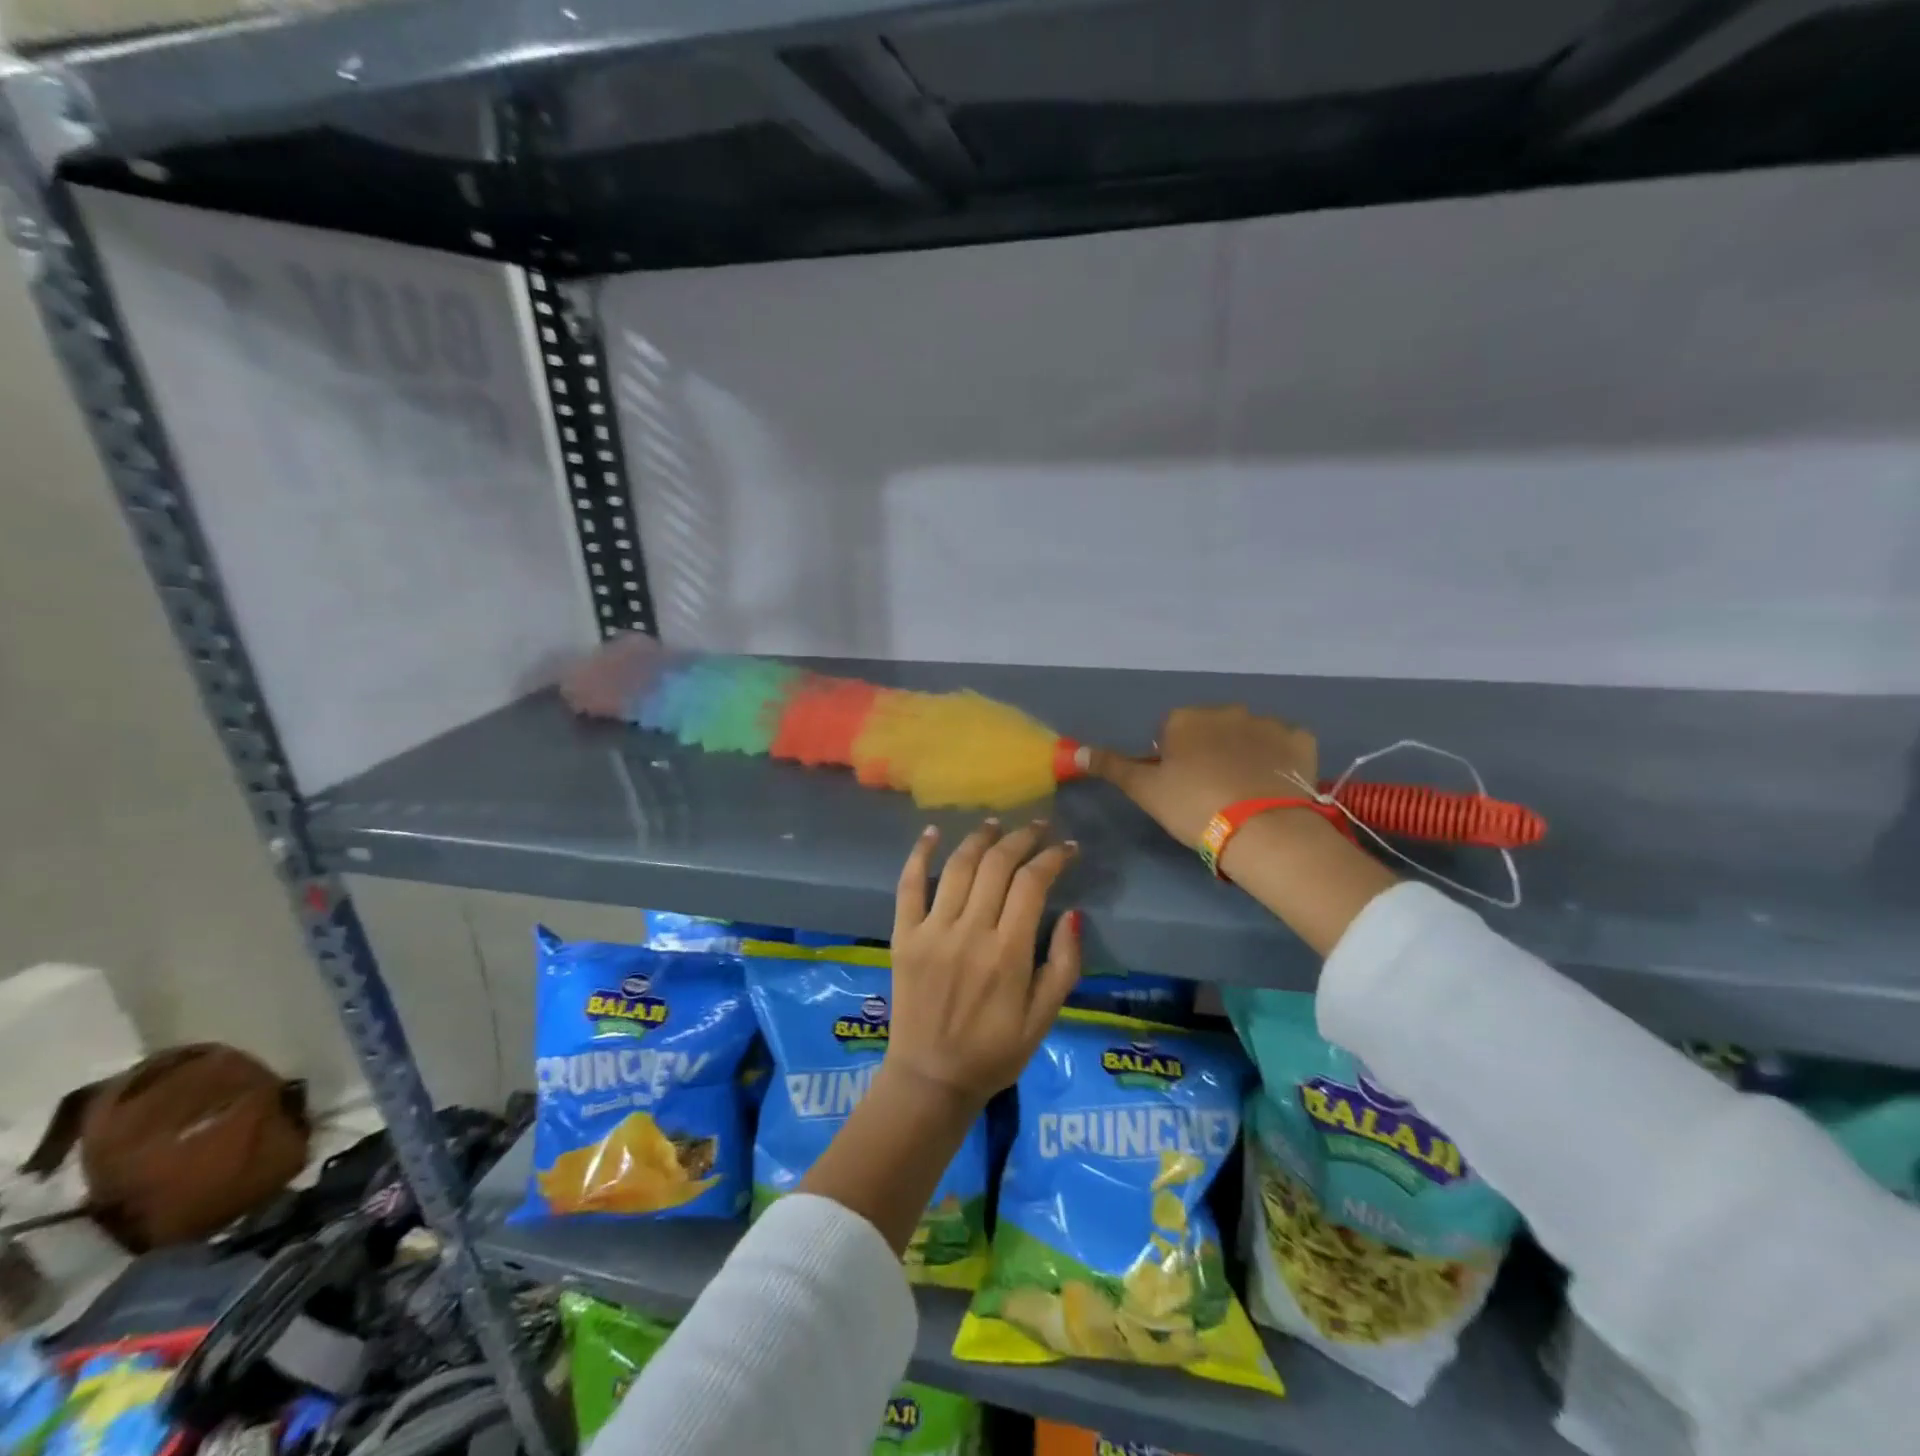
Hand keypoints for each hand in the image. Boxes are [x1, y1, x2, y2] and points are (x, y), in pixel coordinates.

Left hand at [885, 819, 1082, 1107]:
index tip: (1067, 847)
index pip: (1033, 884)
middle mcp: (970, 933)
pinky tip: (933, 832)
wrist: (931, 1079)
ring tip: (997, 824)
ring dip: (980, 838)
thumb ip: (1064, 966)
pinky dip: (920, 853)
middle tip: (1037, 827)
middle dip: (1022, 838)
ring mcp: (932, 931)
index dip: (1053, 857)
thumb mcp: (1045, 1019)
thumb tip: (1072, 914)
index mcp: (1008, 954)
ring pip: (958, 866)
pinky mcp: (903, 936)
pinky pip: (909, 885)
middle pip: (997, 865)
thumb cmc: (995, 1053)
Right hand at [1087, 705, 1320, 848]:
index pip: (1170, 732)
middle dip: (1209, 751)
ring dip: (1244, 753)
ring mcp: (1267, 723)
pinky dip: (1278, 760)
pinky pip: (1284, 745)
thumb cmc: (1193, 806)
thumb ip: (1110, 766)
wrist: (1261, 828)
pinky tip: (1274, 786)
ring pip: (1248, 735)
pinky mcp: (1301, 740)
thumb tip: (1072, 750)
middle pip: (1210, 729)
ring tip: (1244, 793)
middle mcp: (1226, 710)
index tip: (1178, 788)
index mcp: (1185, 718)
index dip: (1172, 760)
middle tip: (1210, 792)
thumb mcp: (1144, 790)